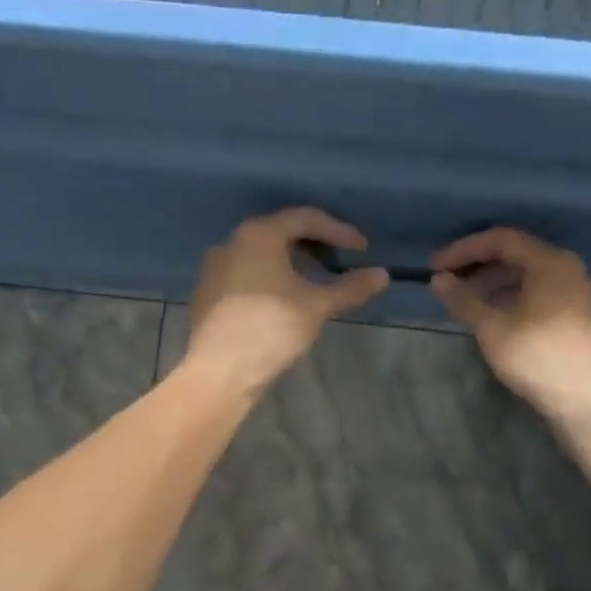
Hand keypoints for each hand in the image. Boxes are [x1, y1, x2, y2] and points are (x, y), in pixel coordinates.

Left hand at [182, 209, 388, 396]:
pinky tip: (284, 300)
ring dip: (291, 262)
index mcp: (258, 234)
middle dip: (314, 244)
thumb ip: (350, 287)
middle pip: (280, 232)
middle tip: (339, 261)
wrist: (219, 372)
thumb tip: (383, 275)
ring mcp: (214, 268)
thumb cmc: (270, 329)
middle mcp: (231, 242)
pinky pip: (245, 274)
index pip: (305, 218)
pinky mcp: (207, 293)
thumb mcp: (317, 306)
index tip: (363, 249)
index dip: (339, 231)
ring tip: (315, 281)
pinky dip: (270, 278)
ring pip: (261, 255)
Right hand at [430, 228, 590, 422]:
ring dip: (499, 287)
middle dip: (481, 269)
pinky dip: (519, 302)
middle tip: (452, 287)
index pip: (502, 240)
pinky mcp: (588, 321)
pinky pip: (547, 298)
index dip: (464, 250)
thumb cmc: (538, 358)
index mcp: (552, 263)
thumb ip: (464, 300)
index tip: (436, 268)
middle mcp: (573, 271)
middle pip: (520, 257)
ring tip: (472, 308)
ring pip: (534, 280)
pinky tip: (502, 324)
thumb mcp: (492, 328)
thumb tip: (438, 280)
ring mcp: (585, 296)